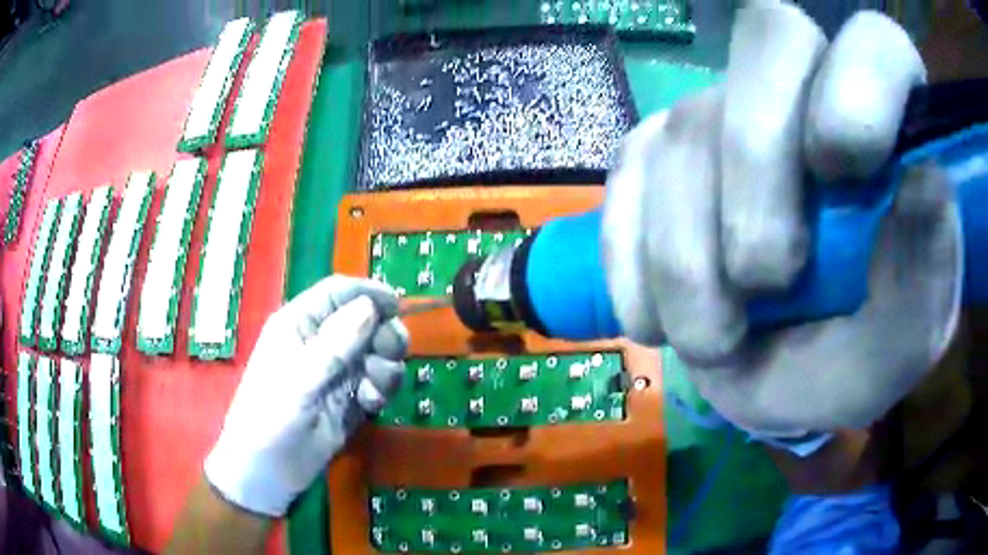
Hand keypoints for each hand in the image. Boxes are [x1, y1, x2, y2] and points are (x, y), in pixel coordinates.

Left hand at [204, 277, 407, 516]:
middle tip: (390, 354)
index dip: (368, 293)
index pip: (338, 293)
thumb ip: (335, 343)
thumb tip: (370, 307)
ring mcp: (336, 373)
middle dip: (383, 334)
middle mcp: (320, 343)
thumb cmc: (270, 419)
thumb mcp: (300, 379)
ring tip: (373, 390)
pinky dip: (381, 389)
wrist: (267, 473)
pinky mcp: (350, 400)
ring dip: (385, 366)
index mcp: (299, 325)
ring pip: (376, 352)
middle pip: (364, 320)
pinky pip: (377, 383)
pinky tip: (370, 405)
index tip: (398, 305)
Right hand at [603, 4, 961, 435]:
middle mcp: (807, 95)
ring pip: (688, 127)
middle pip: (769, 40)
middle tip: (765, 276)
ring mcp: (725, 113)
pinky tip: (656, 317)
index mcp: (891, 134)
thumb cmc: (848, 365)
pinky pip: (628, 172)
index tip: (842, 167)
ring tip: (712, 337)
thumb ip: (925, 286)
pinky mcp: (658, 151)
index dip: (860, 80)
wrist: (770, 383)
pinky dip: (633, 258)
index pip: (877, 44)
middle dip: (758, 157)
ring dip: (689, 255)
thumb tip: (927, 184)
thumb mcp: (895, 353)